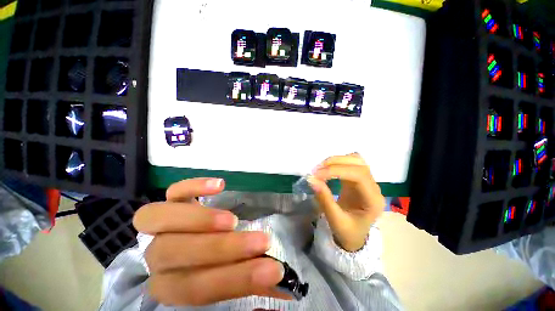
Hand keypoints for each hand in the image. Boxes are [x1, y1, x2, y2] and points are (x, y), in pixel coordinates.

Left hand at [133, 178, 289, 305]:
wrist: (194, 241)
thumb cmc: (215, 263)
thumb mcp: (232, 277)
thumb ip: (250, 283)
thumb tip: (281, 286)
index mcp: (172, 285)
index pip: (197, 289)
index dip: (236, 280)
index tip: (273, 270)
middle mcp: (159, 257)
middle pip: (179, 253)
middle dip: (223, 249)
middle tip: (262, 241)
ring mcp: (163, 224)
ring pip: (163, 221)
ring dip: (201, 220)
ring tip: (233, 220)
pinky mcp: (173, 200)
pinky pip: (174, 191)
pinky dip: (194, 186)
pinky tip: (220, 184)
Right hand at [308, 153, 384, 251]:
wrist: (355, 237)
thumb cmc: (348, 233)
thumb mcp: (335, 220)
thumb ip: (324, 199)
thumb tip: (311, 179)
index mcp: (373, 200)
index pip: (359, 175)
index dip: (336, 171)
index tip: (317, 175)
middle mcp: (373, 187)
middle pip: (358, 163)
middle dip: (335, 163)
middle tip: (316, 171)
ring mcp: (366, 181)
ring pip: (354, 159)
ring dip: (336, 161)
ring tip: (320, 169)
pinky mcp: (357, 179)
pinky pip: (349, 163)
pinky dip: (336, 163)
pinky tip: (326, 170)